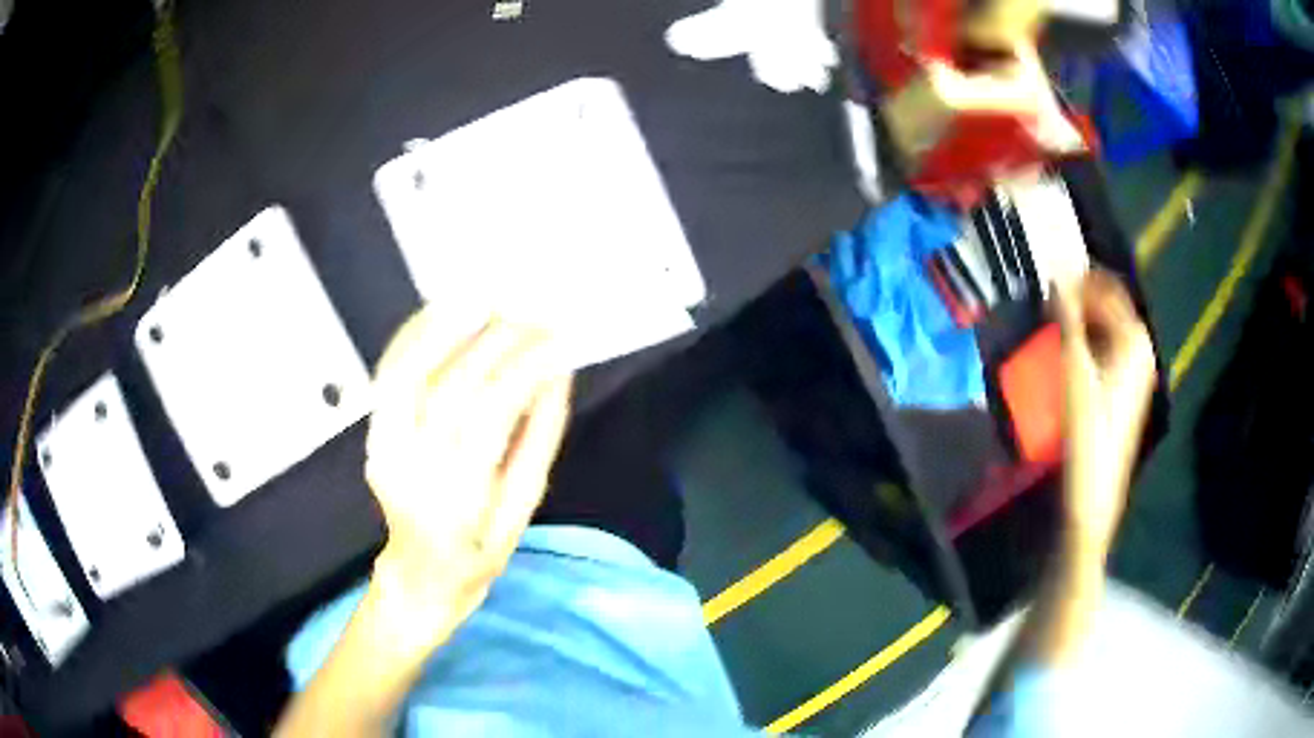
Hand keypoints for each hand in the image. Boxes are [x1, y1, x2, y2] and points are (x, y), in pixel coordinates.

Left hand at [364, 309, 572, 617]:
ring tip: (484, 297)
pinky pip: (388, 377)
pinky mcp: (372, 435)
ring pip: (409, 373)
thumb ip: (537, 442)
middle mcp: (410, 468)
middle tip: (532, 314)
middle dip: (496, 341)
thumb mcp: (521, 510)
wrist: (420, 573)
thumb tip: (556, 377)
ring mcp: (383, 448)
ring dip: (445, 327)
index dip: (525, 370)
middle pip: (450, 385)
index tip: (558, 341)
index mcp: (455, 498)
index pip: (489, 414)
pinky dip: (412, 338)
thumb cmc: (479, 554)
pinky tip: (440, 313)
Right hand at [1055, 271, 1155, 555]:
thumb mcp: (1074, 367)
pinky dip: (1090, 341)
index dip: (1079, 279)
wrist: (1094, 487)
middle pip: (1111, 306)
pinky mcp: (1127, 389)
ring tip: (1055, 324)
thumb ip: (1067, 316)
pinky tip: (1070, 353)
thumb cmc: (1087, 425)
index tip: (1049, 278)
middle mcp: (1141, 348)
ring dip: (1084, 320)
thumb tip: (1057, 272)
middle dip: (1082, 298)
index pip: (1107, 288)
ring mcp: (1137, 370)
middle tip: (1049, 301)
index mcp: (1133, 337)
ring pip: (1109, 328)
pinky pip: (1109, 348)